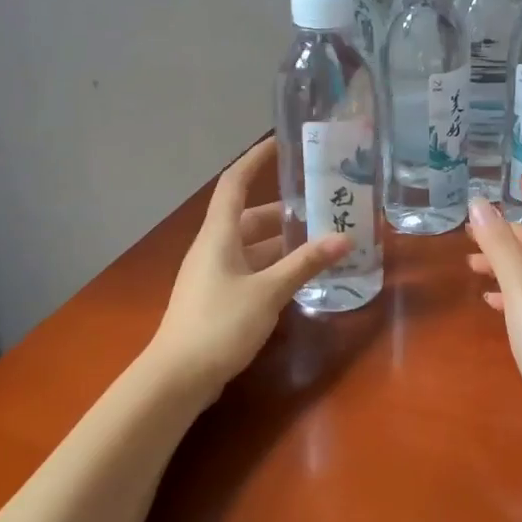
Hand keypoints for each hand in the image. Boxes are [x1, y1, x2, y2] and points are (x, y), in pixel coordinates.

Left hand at [149, 140, 348, 394]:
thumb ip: (305, 264)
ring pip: (251, 247)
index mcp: (218, 235)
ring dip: (281, 244)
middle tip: (321, 208)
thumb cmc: (220, 324)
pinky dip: (273, 268)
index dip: (254, 160)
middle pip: (248, 217)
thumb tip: (344, 238)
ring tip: (319, 243)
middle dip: (283, 212)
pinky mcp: (217, 298)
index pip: (234, 183)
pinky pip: (249, 270)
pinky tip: (298, 279)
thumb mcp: (269, 292)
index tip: (279, 144)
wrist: (177, 378)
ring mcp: (212, 275)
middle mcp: (213, 248)